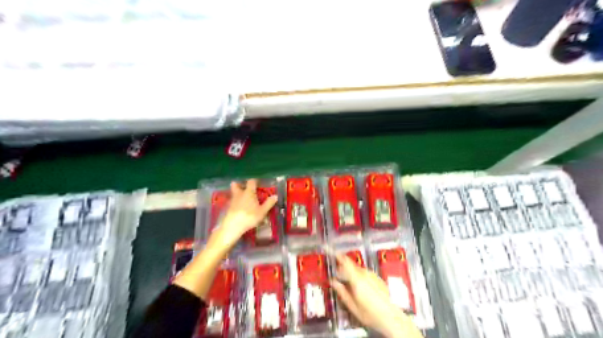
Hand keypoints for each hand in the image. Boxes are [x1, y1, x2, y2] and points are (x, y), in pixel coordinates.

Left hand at [211, 180, 276, 247]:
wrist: (233, 226)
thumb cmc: (249, 216)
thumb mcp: (262, 211)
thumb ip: (269, 203)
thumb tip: (275, 196)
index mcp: (249, 192)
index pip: (251, 182)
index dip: (254, 181)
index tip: (257, 183)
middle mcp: (239, 194)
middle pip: (236, 185)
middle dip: (239, 184)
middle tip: (244, 187)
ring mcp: (232, 200)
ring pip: (233, 193)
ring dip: (237, 193)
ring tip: (243, 198)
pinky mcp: (228, 207)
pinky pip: (232, 201)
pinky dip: (235, 202)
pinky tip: (239, 207)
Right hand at [330, 255, 422, 336]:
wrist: (391, 318)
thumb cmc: (370, 314)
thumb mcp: (352, 306)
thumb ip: (341, 292)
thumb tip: (333, 282)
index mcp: (356, 279)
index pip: (345, 262)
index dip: (338, 255)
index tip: (331, 250)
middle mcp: (365, 274)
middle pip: (351, 266)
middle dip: (343, 269)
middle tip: (338, 276)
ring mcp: (373, 275)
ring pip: (358, 270)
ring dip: (352, 274)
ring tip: (350, 286)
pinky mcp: (378, 279)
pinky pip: (366, 274)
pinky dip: (360, 277)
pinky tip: (361, 289)